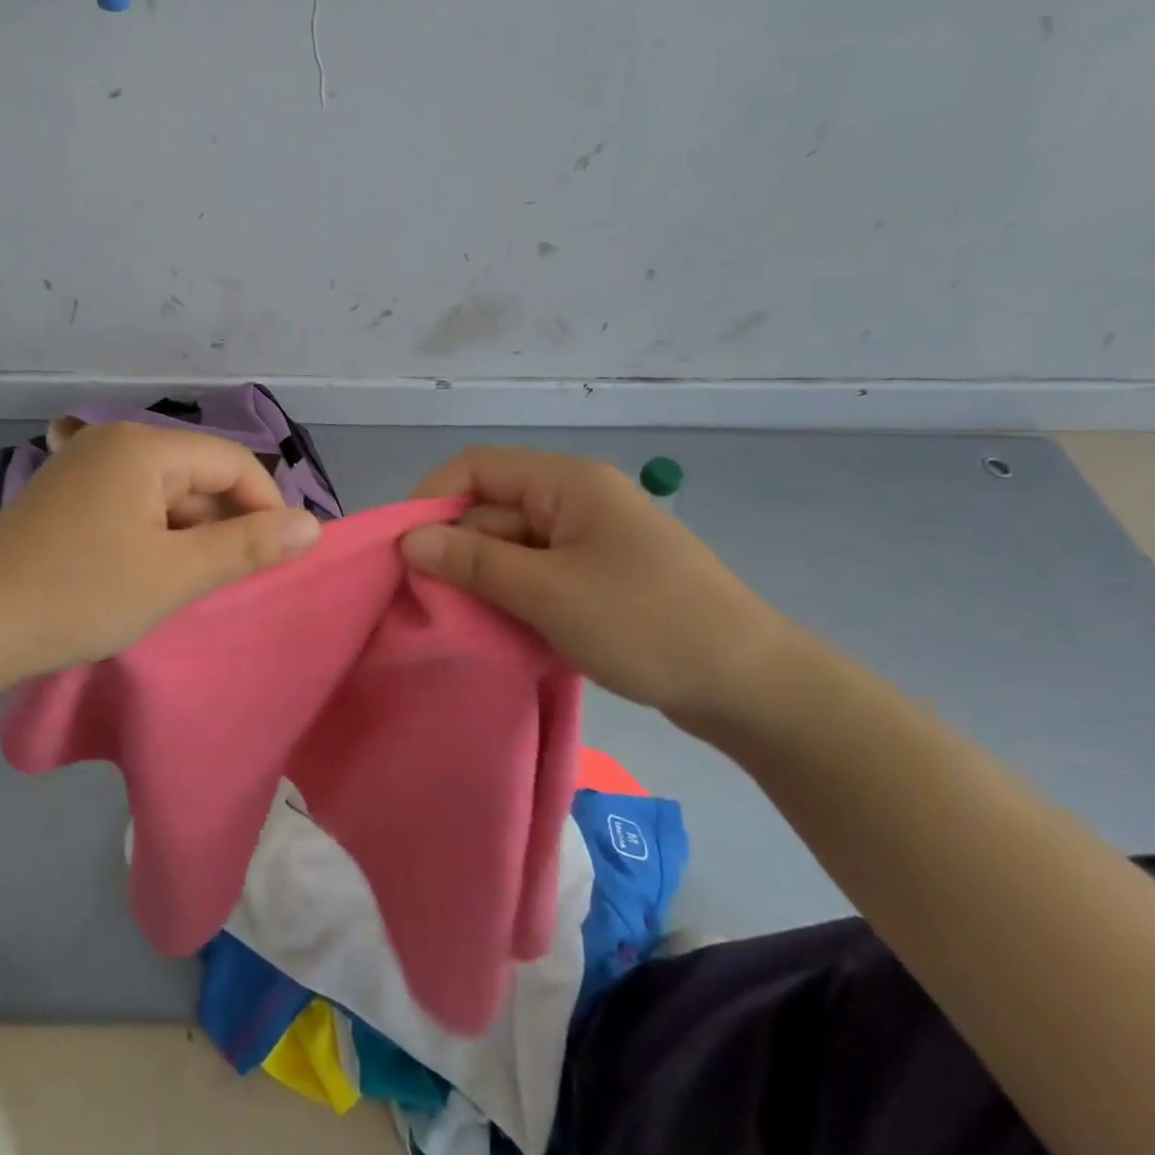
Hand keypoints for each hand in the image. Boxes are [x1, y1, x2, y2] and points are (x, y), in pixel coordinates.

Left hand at [0, 422, 322, 680]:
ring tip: (184, 587)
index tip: (280, 558)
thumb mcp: (175, 575)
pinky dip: (154, 538)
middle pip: (198, 475)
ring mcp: (84, 467)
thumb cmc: (78, 596)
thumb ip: (248, 546)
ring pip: (166, 495)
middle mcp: (112, 441)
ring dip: (189, 537)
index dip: (266, 506)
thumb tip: (313, 526)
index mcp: (142, 446)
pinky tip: (147, 577)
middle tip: (227, 583)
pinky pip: (132, 507)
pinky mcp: (66, 497)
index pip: (232, 462)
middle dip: (224, 526)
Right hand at [399, 448, 804, 732]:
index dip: (432, 498)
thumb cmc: (646, 623)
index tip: (403, 547)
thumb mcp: (548, 592)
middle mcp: (575, 500)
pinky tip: (499, 630)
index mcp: (567, 482)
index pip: (477, 467)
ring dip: (483, 579)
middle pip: (492, 509)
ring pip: (510, 547)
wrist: (752, 687)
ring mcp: (588, 540)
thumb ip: (473, 562)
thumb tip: (409, 540)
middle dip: (456, 549)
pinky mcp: (596, 577)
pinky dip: (512, 597)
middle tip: (428, 600)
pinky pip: (535, 574)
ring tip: (461, 621)